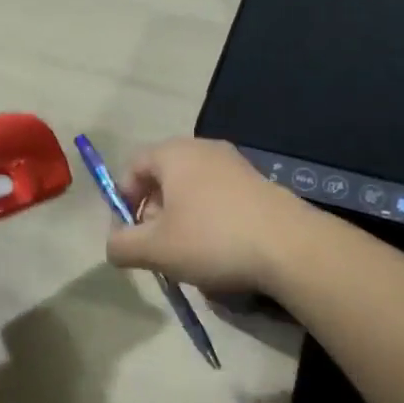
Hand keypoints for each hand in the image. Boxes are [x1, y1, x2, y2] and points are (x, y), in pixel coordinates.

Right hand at [105, 138, 313, 295]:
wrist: (290, 245)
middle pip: (164, 176)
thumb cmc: (213, 239)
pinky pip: (220, 196)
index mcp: (174, 153)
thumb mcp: (156, 249)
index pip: (134, 165)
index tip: (128, 233)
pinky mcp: (258, 182)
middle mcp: (203, 148)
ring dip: (182, 219)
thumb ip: (123, 246)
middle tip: (157, 246)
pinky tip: (221, 251)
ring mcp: (234, 163)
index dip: (123, 199)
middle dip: (154, 212)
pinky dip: (211, 219)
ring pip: (193, 188)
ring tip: (189, 254)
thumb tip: (114, 244)